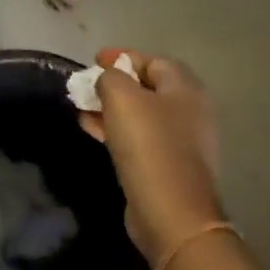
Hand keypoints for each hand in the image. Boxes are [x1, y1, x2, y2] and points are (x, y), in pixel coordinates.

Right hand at [80, 50, 223, 260]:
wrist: (170, 211)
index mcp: (184, 90)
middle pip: (147, 88)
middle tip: (85, 86)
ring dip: (110, 108)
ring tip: (81, 108)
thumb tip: (107, 79)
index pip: (152, 61)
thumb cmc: (148, 144)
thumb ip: (110, 77)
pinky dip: (115, 130)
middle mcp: (189, 112)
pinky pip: (138, 138)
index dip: (122, 57)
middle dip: (113, 84)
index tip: (93, 60)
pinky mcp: (167, 166)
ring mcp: (180, 142)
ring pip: (139, 114)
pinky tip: (91, 130)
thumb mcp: (122, 97)